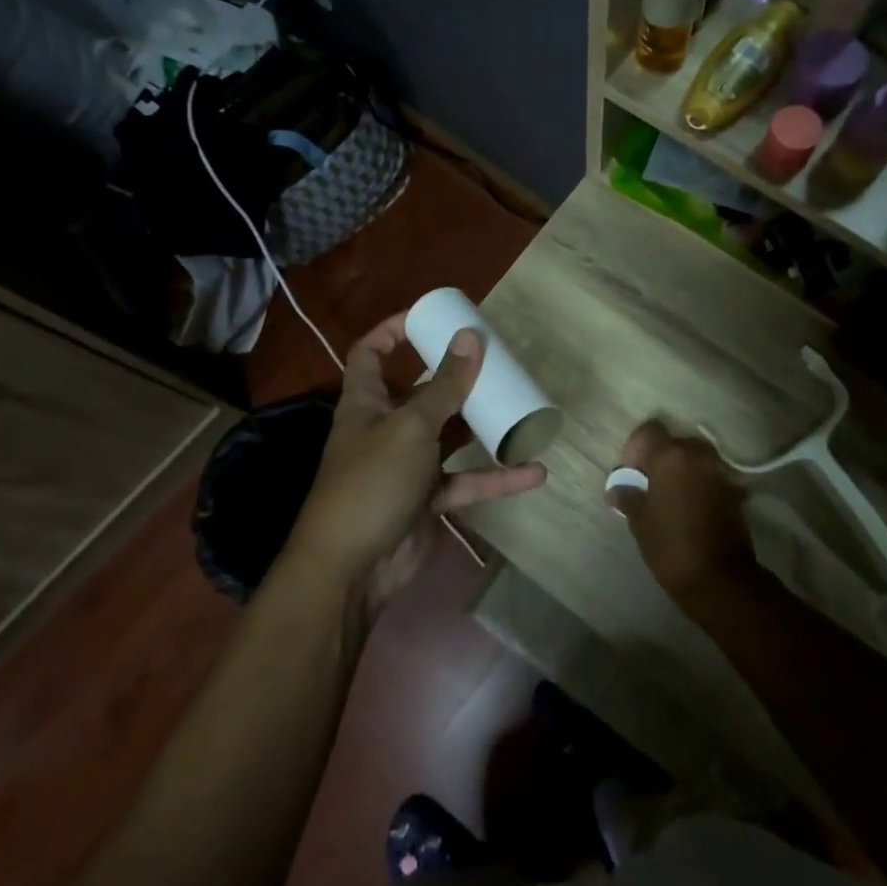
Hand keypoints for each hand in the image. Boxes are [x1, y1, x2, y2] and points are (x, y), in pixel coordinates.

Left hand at [287, 314, 546, 614]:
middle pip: (421, 393)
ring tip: (518, 406)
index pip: (371, 354)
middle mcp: (386, 428)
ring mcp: (408, 466)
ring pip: (450, 436)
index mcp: (367, 402)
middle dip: (455, 377)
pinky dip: (497, 479)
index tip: (430, 318)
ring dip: (481, 426)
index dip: (393, 331)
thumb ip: (444, 386)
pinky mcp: (428, 499)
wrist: (352, 568)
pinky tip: (534, 472)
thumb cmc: (372, 481)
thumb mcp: (410, 427)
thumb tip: (470, 337)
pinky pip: (467, 481)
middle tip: (494, 361)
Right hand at [605, 420, 756, 608]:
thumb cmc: (671, 545)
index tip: (631, 473)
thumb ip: (628, 496)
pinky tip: (689, 509)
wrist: (720, 578)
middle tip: (648, 485)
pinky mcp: (734, 491)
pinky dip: (698, 485)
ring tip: (669, 498)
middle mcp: (698, 455)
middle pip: (674, 443)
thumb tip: (616, 488)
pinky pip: (709, 477)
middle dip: (660, 459)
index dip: (636, 448)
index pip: (649, 431)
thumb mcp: (640, 521)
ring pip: (694, 459)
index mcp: (670, 456)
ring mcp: (720, 472)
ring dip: (681, 472)